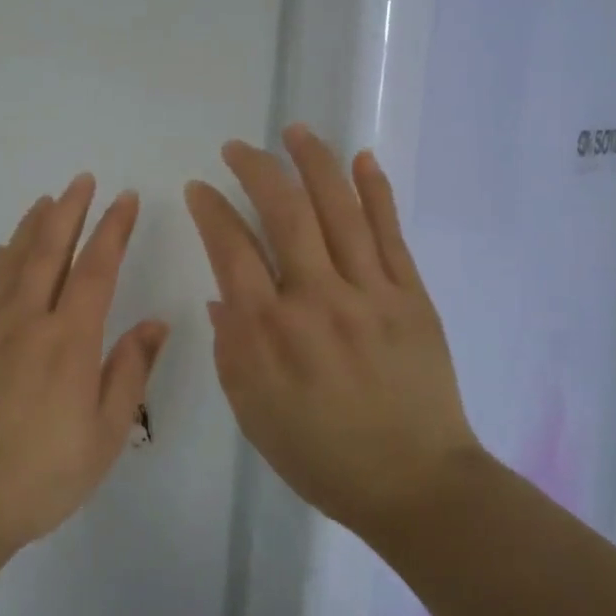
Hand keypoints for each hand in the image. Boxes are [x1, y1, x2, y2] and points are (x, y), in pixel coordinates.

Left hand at [0, 174, 168, 557]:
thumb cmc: (45, 475)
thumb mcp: (106, 434)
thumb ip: (130, 371)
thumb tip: (156, 322)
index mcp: (68, 342)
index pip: (97, 268)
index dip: (113, 229)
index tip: (126, 199)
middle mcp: (27, 321)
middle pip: (50, 249)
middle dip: (71, 209)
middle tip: (84, 179)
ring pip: (13, 259)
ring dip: (33, 224)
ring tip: (49, 200)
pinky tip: (5, 249)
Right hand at [184, 125, 477, 539]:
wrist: (415, 484)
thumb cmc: (320, 454)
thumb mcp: (252, 411)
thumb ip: (232, 347)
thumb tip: (225, 293)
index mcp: (268, 332)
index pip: (231, 248)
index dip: (212, 209)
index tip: (200, 187)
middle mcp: (316, 300)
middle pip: (284, 213)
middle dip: (256, 170)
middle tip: (238, 148)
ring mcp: (369, 293)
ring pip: (338, 210)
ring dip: (314, 163)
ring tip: (295, 131)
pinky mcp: (410, 296)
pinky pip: (390, 233)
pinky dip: (376, 191)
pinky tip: (362, 159)